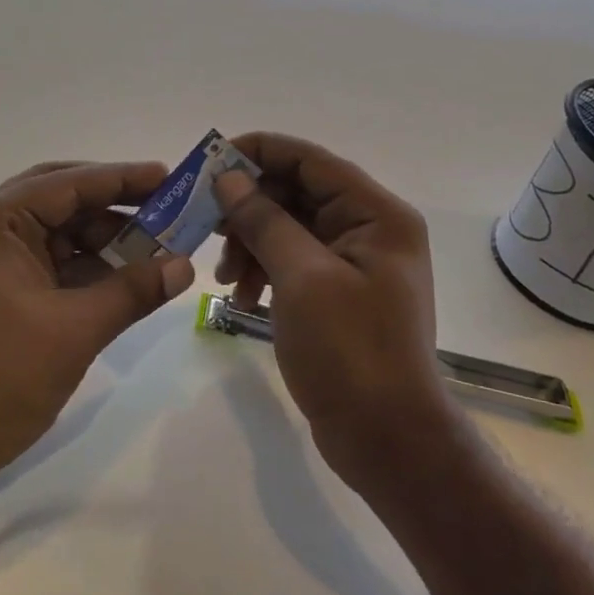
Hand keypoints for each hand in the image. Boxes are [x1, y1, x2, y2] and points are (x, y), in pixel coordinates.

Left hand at [0, 160, 196, 504]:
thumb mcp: (75, 331)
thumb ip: (132, 291)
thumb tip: (185, 266)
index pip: (66, 184)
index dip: (121, 179)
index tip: (168, 176)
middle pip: (58, 201)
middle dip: (113, 207)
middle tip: (164, 209)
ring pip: (53, 234)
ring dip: (101, 241)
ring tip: (154, 249)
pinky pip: (43, 264)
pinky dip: (81, 268)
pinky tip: (121, 279)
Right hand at [212, 133, 448, 479]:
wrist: (387, 440)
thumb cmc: (350, 351)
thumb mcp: (301, 278)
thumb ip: (264, 219)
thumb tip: (228, 177)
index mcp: (376, 214)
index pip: (309, 160)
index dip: (257, 153)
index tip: (209, 164)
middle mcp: (369, 228)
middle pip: (296, 193)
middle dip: (248, 210)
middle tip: (206, 228)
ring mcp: (354, 262)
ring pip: (288, 228)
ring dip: (250, 244)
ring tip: (224, 279)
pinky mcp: (338, 291)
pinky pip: (292, 261)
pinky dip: (263, 271)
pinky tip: (241, 298)